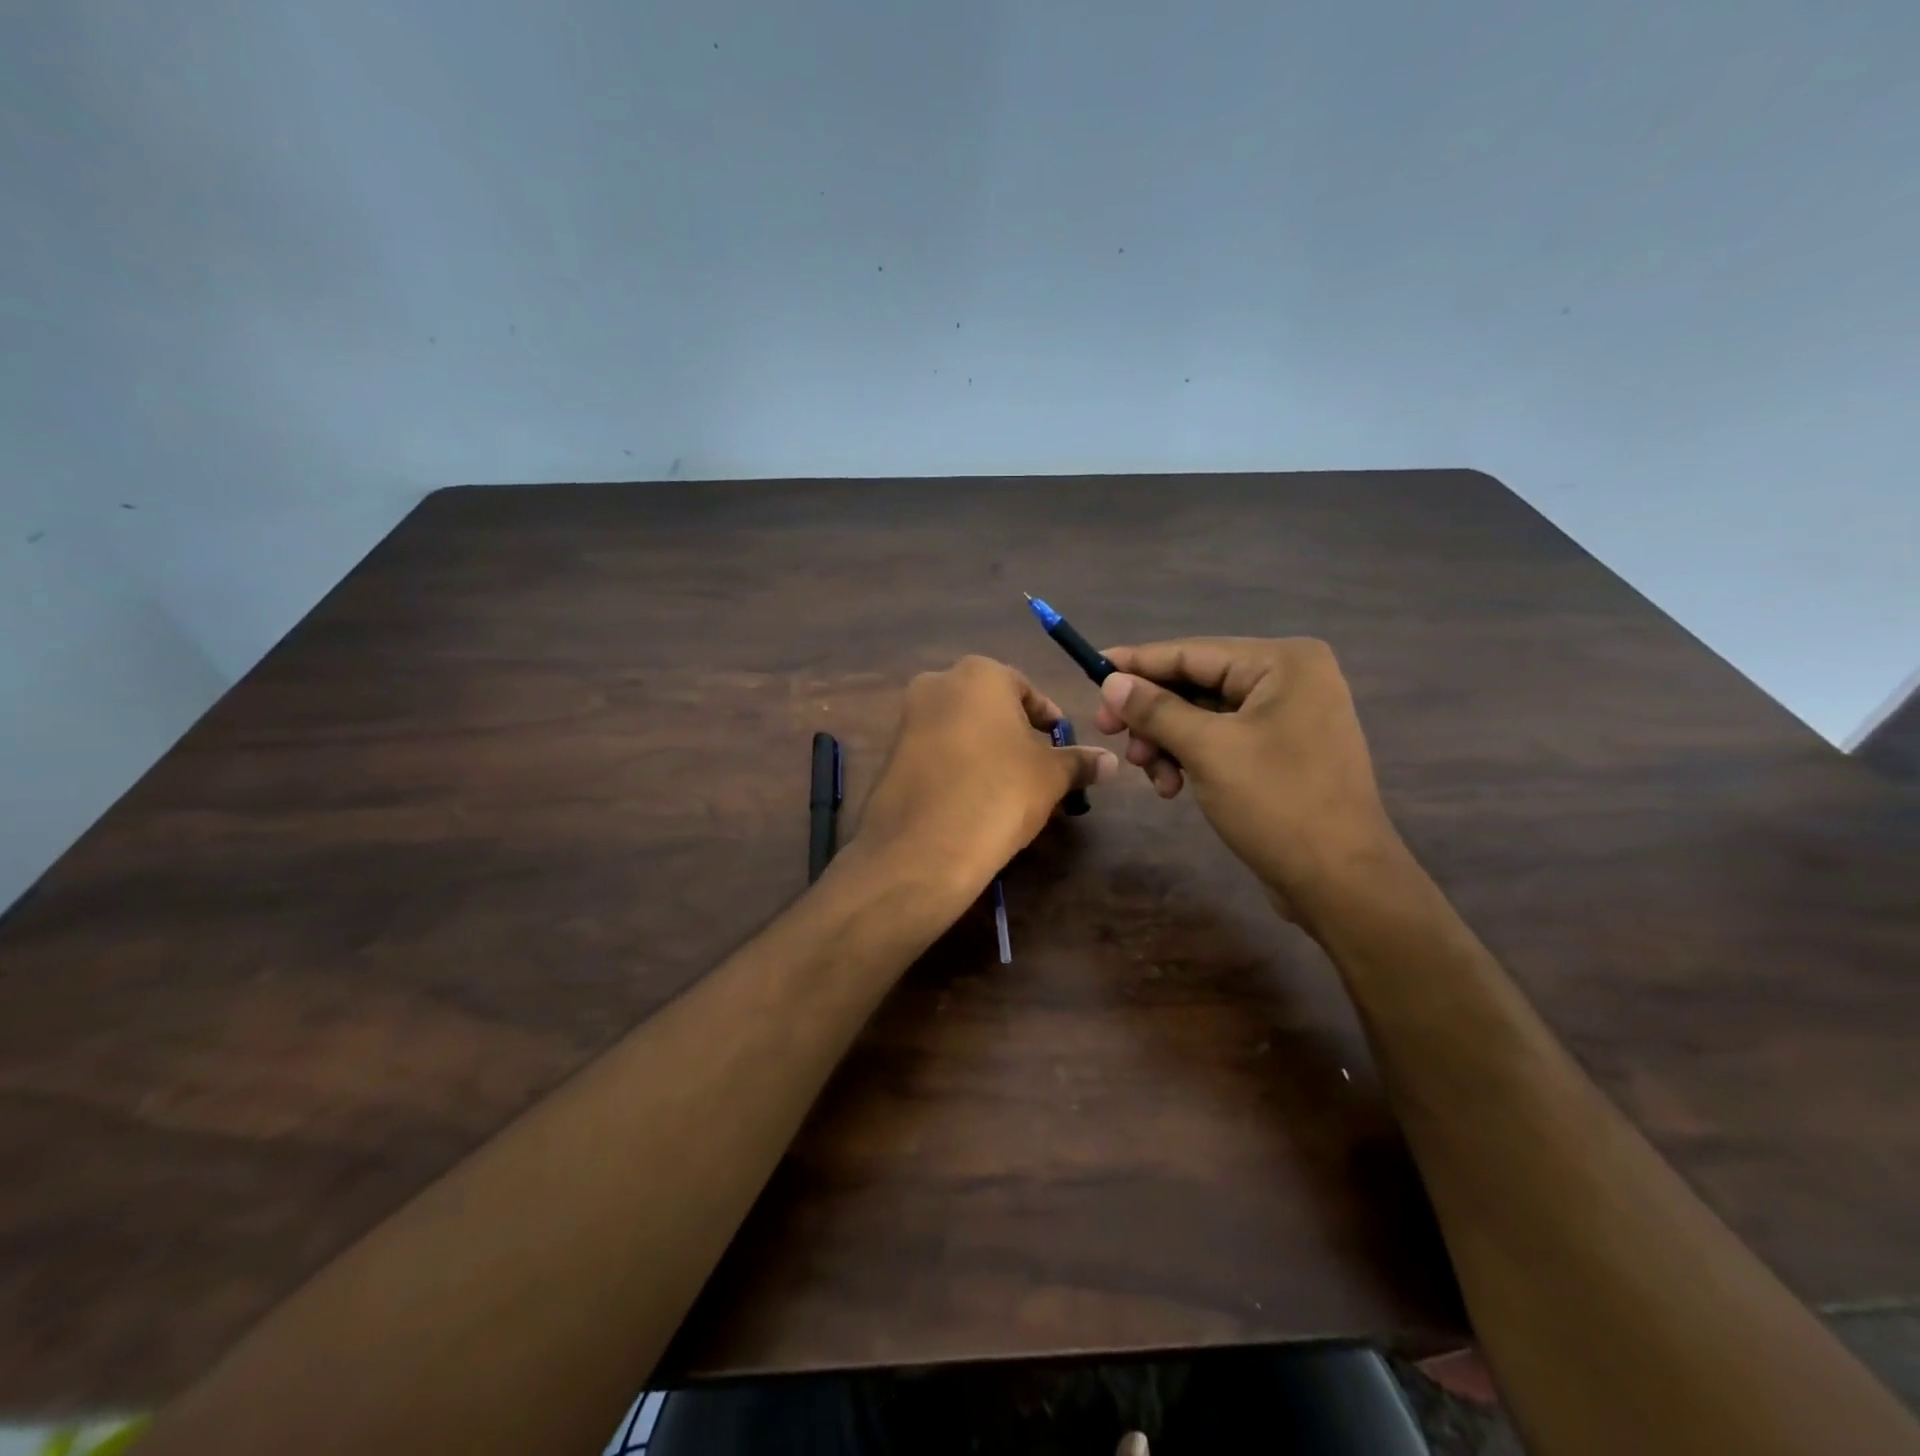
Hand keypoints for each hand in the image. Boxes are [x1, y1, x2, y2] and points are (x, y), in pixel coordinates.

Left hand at [850, 656, 1116, 894]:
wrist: (923, 846)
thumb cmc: (999, 792)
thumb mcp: (1050, 776)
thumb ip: (1079, 761)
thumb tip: (1109, 762)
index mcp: (979, 674)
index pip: (1027, 690)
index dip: (1049, 720)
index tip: (1062, 747)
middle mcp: (937, 683)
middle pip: (990, 707)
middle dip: (1016, 736)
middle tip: (1038, 771)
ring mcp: (907, 718)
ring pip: (961, 730)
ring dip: (986, 752)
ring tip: (1009, 791)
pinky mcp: (890, 754)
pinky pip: (936, 752)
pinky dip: (957, 768)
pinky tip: (973, 801)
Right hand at [1091, 638, 1399, 920]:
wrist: (1340, 881)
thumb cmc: (1277, 804)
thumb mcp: (1207, 750)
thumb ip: (1155, 710)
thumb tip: (1111, 681)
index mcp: (1282, 662)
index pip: (1192, 652)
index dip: (1137, 663)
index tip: (1092, 670)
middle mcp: (1289, 678)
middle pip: (1196, 683)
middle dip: (1152, 714)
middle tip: (1108, 732)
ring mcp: (1288, 715)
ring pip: (1203, 715)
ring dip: (1167, 742)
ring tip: (1151, 774)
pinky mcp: (1281, 750)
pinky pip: (1221, 738)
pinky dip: (1191, 757)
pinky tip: (1173, 787)